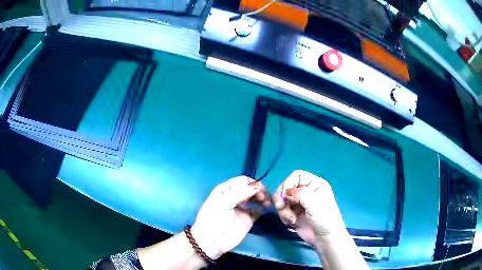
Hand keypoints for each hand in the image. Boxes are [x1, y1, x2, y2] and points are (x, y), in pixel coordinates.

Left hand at [191, 176, 270, 258]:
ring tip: (267, 203)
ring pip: (256, 198)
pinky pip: (258, 210)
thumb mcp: (223, 203)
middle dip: (259, 190)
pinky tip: (265, 209)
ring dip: (263, 198)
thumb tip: (258, 186)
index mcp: (226, 190)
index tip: (259, 189)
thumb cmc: (214, 219)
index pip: (242, 181)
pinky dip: (263, 208)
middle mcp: (235, 197)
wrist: (212, 242)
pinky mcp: (248, 219)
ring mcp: (242, 208)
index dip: (252, 183)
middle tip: (264, 198)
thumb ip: (240, 193)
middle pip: (251, 189)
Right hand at [273, 170, 346, 244]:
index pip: (297, 176)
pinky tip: (292, 223)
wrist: (324, 238)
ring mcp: (300, 203)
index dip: (289, 183)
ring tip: (291, 219)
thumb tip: (285, 192)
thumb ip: (300, 194)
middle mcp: (307, 192)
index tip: (285, 194)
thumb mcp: (314, 203)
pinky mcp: (294, 214)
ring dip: (284, 210)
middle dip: (282, 198)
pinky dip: (284, 216)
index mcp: (315, 185)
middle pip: (287, 188)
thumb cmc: (324, 218)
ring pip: (283, 200)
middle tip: (281, 206)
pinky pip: (283, 211)